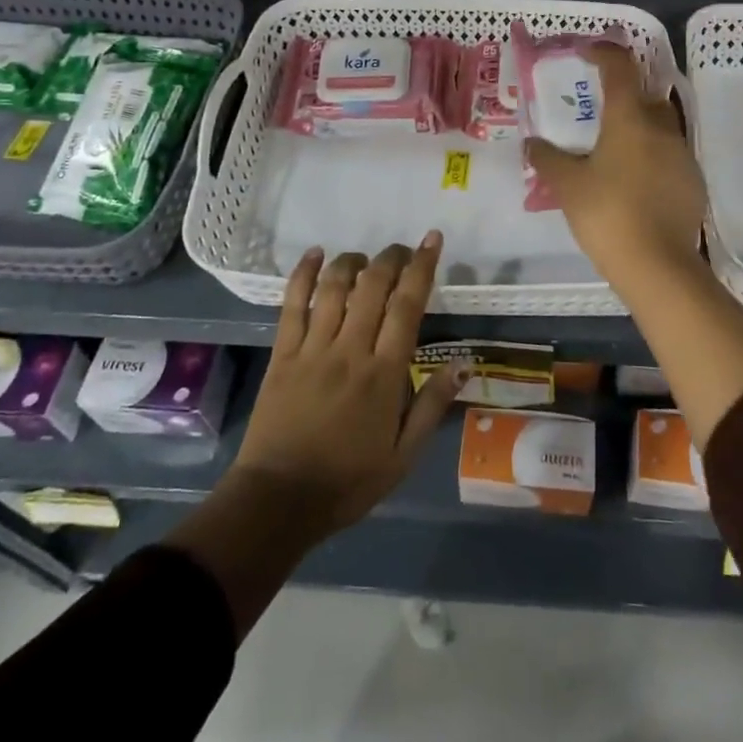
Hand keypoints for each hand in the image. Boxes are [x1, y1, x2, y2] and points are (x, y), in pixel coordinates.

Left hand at [230, 234, 460, 540]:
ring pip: (335, 287)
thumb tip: (463, 363)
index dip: (421, 267)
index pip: (407, 306)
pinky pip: (292, 304)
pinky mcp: (283, 354)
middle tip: (402, 250)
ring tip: (365, 258)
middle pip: (373, 286)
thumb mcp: (403, 456)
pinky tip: (315, 254)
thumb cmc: (347, 482)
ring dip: (353, 262)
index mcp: (384, 373)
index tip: (431, 240)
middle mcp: (350, 350)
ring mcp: (313, 349)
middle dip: (391, 258)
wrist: (279, 501)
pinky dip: (304, 274)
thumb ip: (432, 405)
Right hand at [525, 43, 708, 289]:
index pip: (620, 68)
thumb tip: (532, 143)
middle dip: (622, 97)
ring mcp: (683, 155)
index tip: (586, 53)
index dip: (603, 53)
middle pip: (644, 96)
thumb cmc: (607, 214)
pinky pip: (669, 156)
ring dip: (638, 130)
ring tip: (612, 154)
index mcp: (630, 119)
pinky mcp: (693, 182)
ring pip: (659, 128)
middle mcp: (662, 128)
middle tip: (596, 114)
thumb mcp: (568, 186)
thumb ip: (547, 159)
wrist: (658, 266)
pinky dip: (651, 158)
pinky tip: (633, 184)